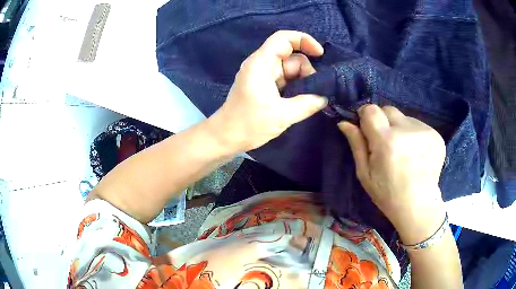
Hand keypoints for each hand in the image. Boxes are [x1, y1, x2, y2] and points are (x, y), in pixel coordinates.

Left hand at [207, 30, 327, 152]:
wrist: (225, 138)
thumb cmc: (248, 125)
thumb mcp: (281, 115)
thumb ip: (307, 104)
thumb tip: (325, 97)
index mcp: (261, 63)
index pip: (283, 38)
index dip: (304, 40)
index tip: (320, 55)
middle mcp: (261, 64)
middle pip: (291, 56)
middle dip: (307, 71)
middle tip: (315, 93)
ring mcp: (262, 75)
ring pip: (290, 70)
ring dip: (303, 82)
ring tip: (310, 100)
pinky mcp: (264, 86)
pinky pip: (285, 80)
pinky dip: (296, 88)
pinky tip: (303, 101)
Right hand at [338, 104, 446, 243]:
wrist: (419, 206)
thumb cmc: (388, 194)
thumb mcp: (365, 174)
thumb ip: (356, 144)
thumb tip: (344, 122)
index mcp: (386, 141)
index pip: (371, 110)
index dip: (366, 117)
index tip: (367, 130)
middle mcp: (407, 130)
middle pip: (388, 110)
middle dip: (383, 122)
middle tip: (386, 144)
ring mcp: (424, 131)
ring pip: (404, 118)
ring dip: (400, 128)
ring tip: (403, 151)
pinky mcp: (436, 135)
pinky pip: (418, 125)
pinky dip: (413, 135)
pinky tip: (415, 153)